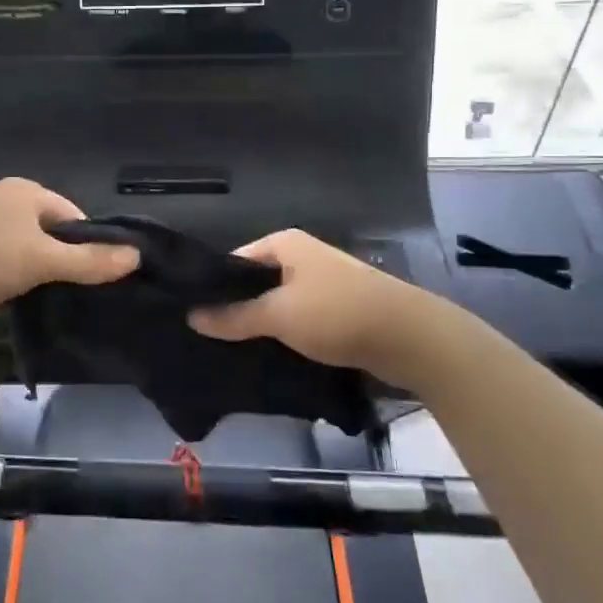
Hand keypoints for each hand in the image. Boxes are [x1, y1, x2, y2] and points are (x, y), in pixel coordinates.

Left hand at [0, 178, 138, 321]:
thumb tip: (136, 256)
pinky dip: (7, 275)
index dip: (86, 246)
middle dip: (57, 260)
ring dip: (31, 270)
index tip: (89, 278)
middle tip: (63, 291)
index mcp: (26, 190)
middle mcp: (3, 197)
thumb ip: (89, 261)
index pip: (73, 216)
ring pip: (22, 246)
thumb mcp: (42, 261)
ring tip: (36, 297)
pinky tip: (6, 297)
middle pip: (48, 231)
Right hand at [187, 229, 427, 376]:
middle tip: (208, 339)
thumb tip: (192, 317)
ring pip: (278, 305)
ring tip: (232, 352)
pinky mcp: (338, 311)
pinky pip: (300, 321)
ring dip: (261, 326)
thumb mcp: (278, 314)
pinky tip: (269, 358)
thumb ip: (234, 316)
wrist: (411, 339)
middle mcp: (302, 257)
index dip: (213, 286)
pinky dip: (286, 336)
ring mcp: (323, 284)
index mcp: (284, 244)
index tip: (192, 315)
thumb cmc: (337, 313)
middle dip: (236, 309)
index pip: (234, 261)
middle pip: (256, 283)